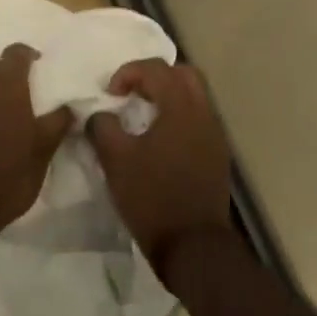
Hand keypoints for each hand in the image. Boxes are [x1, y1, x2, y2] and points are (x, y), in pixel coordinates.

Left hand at [0, 45, 71, 255]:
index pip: (16, 52)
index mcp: (5, 86)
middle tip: (18, 90)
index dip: (28, 55)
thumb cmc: (4, 180)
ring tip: (1, 113)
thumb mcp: (40, 156)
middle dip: (1, 68)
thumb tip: (69, 107)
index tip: (40, 67)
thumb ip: (56, 125)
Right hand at [89, 60, 233, 276]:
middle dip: (154, 77)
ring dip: (168, 97)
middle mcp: (204, 114)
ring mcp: (215, 135)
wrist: (193, 246)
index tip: (110, 93)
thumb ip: (102, 127)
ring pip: (194, 97)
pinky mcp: (217, 155)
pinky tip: (159, 142)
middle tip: (131, 95)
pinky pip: (198, 120)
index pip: (157, 69)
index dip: (128, 72)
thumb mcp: (116, 160)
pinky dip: (178, 117)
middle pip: (183, 75)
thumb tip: (99, 115)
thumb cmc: (152, 198)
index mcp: (181, 108)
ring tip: (142, 118)